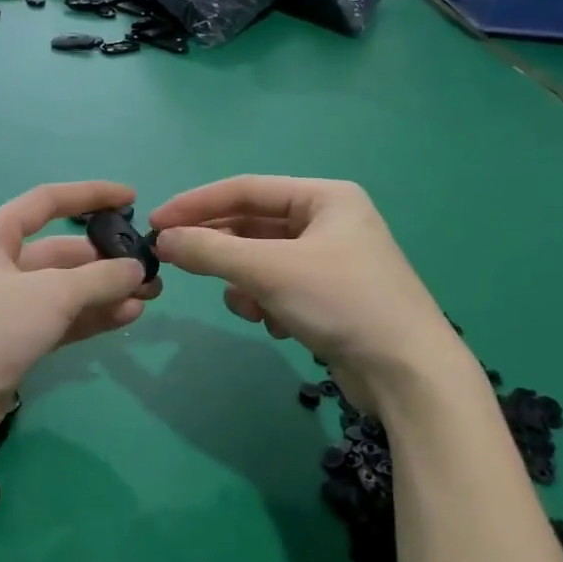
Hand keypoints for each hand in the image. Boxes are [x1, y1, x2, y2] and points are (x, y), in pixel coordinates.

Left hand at [0, 181, 159, 455]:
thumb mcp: (50, 294)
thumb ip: (100, 278)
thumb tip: (138, 268)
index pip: (46, 203)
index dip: (89, 195)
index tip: (130, 196)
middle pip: (61, 252)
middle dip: (105, 258)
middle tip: (150, 268)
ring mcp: (7, 307)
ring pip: (65, 290)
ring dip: (105, 291)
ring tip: (150, 295)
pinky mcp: (16, 342)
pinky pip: (62, 320)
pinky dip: (92, 317)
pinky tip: (128, 316)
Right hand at [149, 176, 465, 401]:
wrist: (406, 372)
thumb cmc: (341, 302)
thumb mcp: (269, 271)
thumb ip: (211, 251)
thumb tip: (163, 240)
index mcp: (324, 197)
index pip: (245, 189)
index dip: (196, 204)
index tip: (156, 223)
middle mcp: (328, 221)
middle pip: (252, 226)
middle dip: (220, 250)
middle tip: (175, 261)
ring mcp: (330, 260)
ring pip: (261, 261)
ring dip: (245, 284)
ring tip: (250, 308)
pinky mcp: (328, 296)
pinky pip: (277, 287)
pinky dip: (267, 304)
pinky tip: (277, 325)